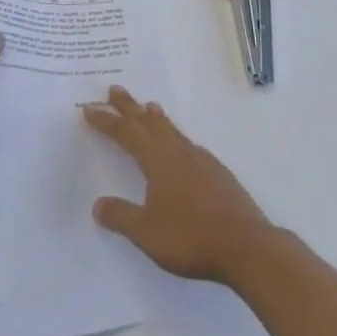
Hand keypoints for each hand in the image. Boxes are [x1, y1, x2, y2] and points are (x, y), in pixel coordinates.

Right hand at [84, 87, 274, 284]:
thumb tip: (98, 204)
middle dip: (129, 106)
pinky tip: (182, 146)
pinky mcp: (218, 173)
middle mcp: (178, 151)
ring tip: (150, 106)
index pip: (126, 133)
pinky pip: (189, 144)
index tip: (89, 108)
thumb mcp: (146, 232)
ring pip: (172, 130)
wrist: (247, 246)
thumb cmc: (191, 236)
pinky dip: (176, 136)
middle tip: (115, 89)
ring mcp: (201, 160)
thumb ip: (121, 216)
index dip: (106, 121)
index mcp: (157, 159)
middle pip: (148, 122)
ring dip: (156, 117)